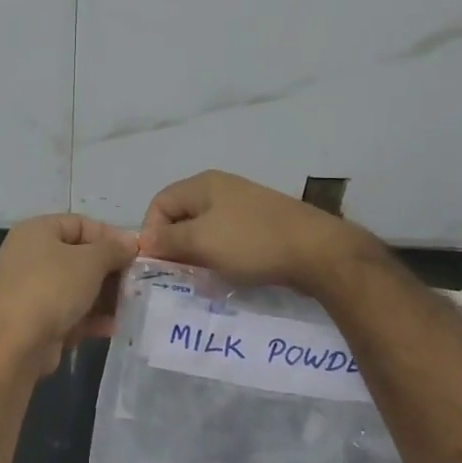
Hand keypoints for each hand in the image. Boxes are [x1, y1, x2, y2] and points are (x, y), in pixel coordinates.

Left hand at [0, 214, 139, 374]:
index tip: (136, 253)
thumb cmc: (53, 288)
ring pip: (76, 287)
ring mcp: (32, 289)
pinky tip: (112, 327)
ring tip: (129, 306)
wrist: (15, 343)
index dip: (110, 236)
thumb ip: (113, 249)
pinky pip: (69, 312)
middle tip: (135, 282)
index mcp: (36, 231)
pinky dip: (90, 317)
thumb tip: (130, 242)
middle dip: (110, 270)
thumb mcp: (90, 261)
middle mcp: (30, 256)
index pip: (80, 224)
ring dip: (104, 296)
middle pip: (80, 257)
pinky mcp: (36, 320)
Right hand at [140, 170, 374, 294]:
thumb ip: (168, 240)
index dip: (151, 231)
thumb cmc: (252, 242)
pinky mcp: (261, 224)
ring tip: (201, 278)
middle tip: (177, 274)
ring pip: (205, 230)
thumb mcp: (202, 242)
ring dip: (198, 254)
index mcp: (203, 184)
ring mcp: (244, 205)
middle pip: (182, 215)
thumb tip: (144, 240)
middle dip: (174, 245)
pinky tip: (227, 274)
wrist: (317, 251)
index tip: (157, 263)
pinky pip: (228, 238)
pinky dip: (221, 256)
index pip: (159, 203)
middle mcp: (221, 189)